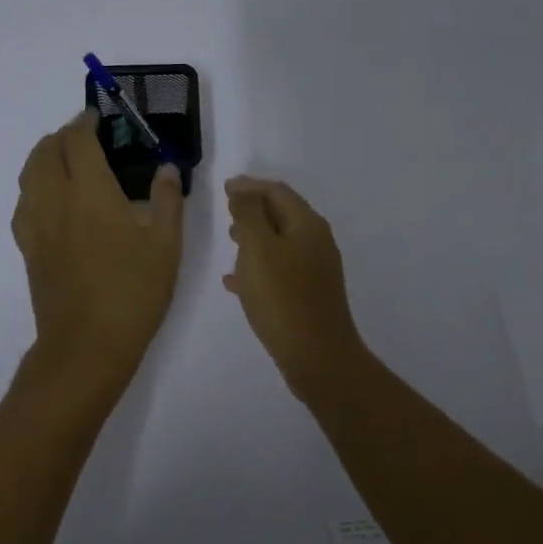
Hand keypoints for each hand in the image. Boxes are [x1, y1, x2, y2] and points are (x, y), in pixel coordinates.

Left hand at [12, 112, 184, 388]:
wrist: (86, 345)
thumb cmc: (133, 293)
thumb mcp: (166, 246)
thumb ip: (167, 200)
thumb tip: (166, 168)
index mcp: (90, 192)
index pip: (78, 141)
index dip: (86, 122)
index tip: (98, 117)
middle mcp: (56, 200)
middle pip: (46, 151)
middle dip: (63, 135)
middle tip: (85, 136)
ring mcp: (36, 225)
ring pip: (28, 174)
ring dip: (44, 156)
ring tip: (65, 160)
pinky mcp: (28, 248)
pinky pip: (24, 202)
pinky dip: (35, 186)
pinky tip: (52, 200)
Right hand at [223, 176, 366, 401]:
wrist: (318, 357)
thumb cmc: (283, 298)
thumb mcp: (258, 249)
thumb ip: (248, 215)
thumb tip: (243, 192)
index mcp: (307, 225)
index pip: (277, 192)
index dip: (250, 186)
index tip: (224, 188)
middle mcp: (316, 242)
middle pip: (281, 214)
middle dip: (253, 210)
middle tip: (226, 213)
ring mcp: (315, 270)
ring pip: (280, 243)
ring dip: (254, 238)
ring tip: (230, 242)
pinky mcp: (309, 294)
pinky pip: (280, 270)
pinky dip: (258, 267)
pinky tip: (235, 283)